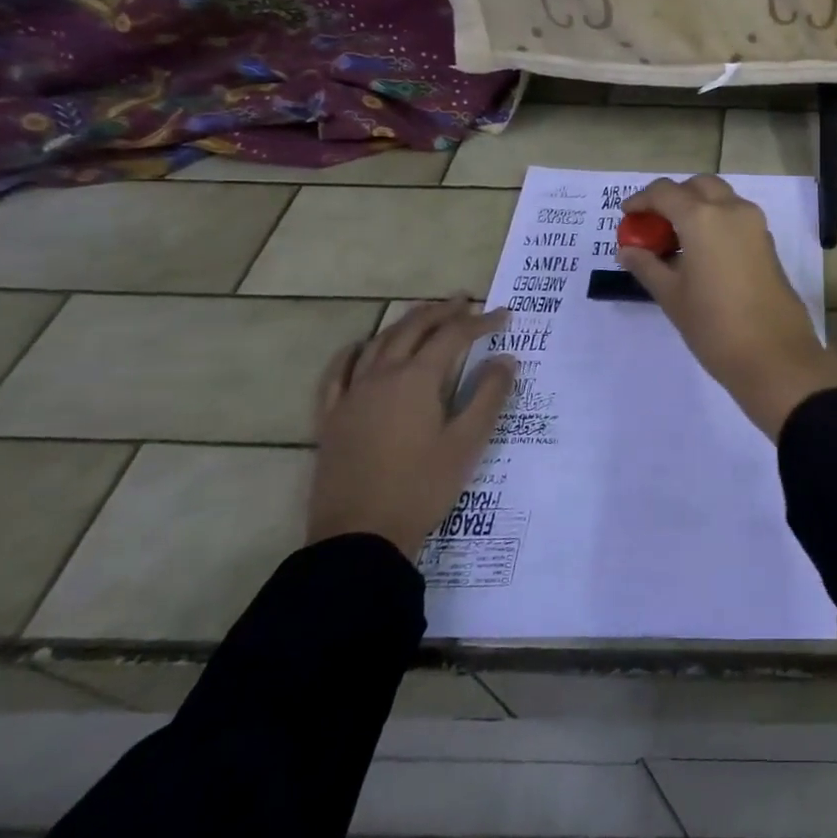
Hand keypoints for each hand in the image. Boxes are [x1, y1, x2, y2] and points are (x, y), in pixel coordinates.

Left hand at [307, 297, 515, 556]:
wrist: (360, 537)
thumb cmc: (422, 488)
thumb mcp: (467, 443)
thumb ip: (488, 395)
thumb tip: (506, 358)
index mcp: (416, 380)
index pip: (453, 336)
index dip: (481, 322)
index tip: (504, 316)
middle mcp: (381, 377)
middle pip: (412, 329)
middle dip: (441, 311)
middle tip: (464, 301)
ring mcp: (350, 396)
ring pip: (377, 343)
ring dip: (404, 323)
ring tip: (423, 314)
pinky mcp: (330, 418)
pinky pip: (337, 373)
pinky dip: (352, 352)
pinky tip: (360, 347)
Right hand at [618, 175, 836, 438]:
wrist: (774, 355)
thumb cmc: (714, 326)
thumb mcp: (671, 296)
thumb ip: (647, 266)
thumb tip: (628, 250)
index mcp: (703, 217)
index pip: (665, 191)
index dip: (642, 200)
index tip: (627, 216)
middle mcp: (732, 210)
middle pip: (698, 186)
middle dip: (674, 197)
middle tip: (654, 225)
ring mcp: (755, 225)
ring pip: (721, 198)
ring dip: (697, 207)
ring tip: (676, 242)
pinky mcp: (767, 243)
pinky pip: (736, 218)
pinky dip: (716, 222)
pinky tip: (702, 254)